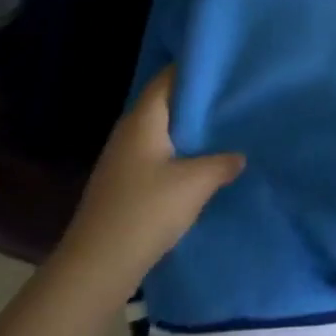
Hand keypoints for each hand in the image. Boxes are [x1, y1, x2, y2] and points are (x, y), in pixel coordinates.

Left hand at [48, 68, 243, 314]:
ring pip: (161, 133)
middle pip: (164, 105)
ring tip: (223, 129)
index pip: (166, 79)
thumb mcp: (195, 184)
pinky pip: (156, 156)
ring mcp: (122, 160)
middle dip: (196, 101)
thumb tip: (239, 155)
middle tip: (232, 98)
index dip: (193, 69)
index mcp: (142, 121)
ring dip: (188, 131)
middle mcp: (128, 133)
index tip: (224, 67)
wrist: (96, 267)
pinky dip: (179, 154)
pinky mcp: (123, 185)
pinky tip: (200, 165)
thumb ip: (222, 163)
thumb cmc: (145, 211)